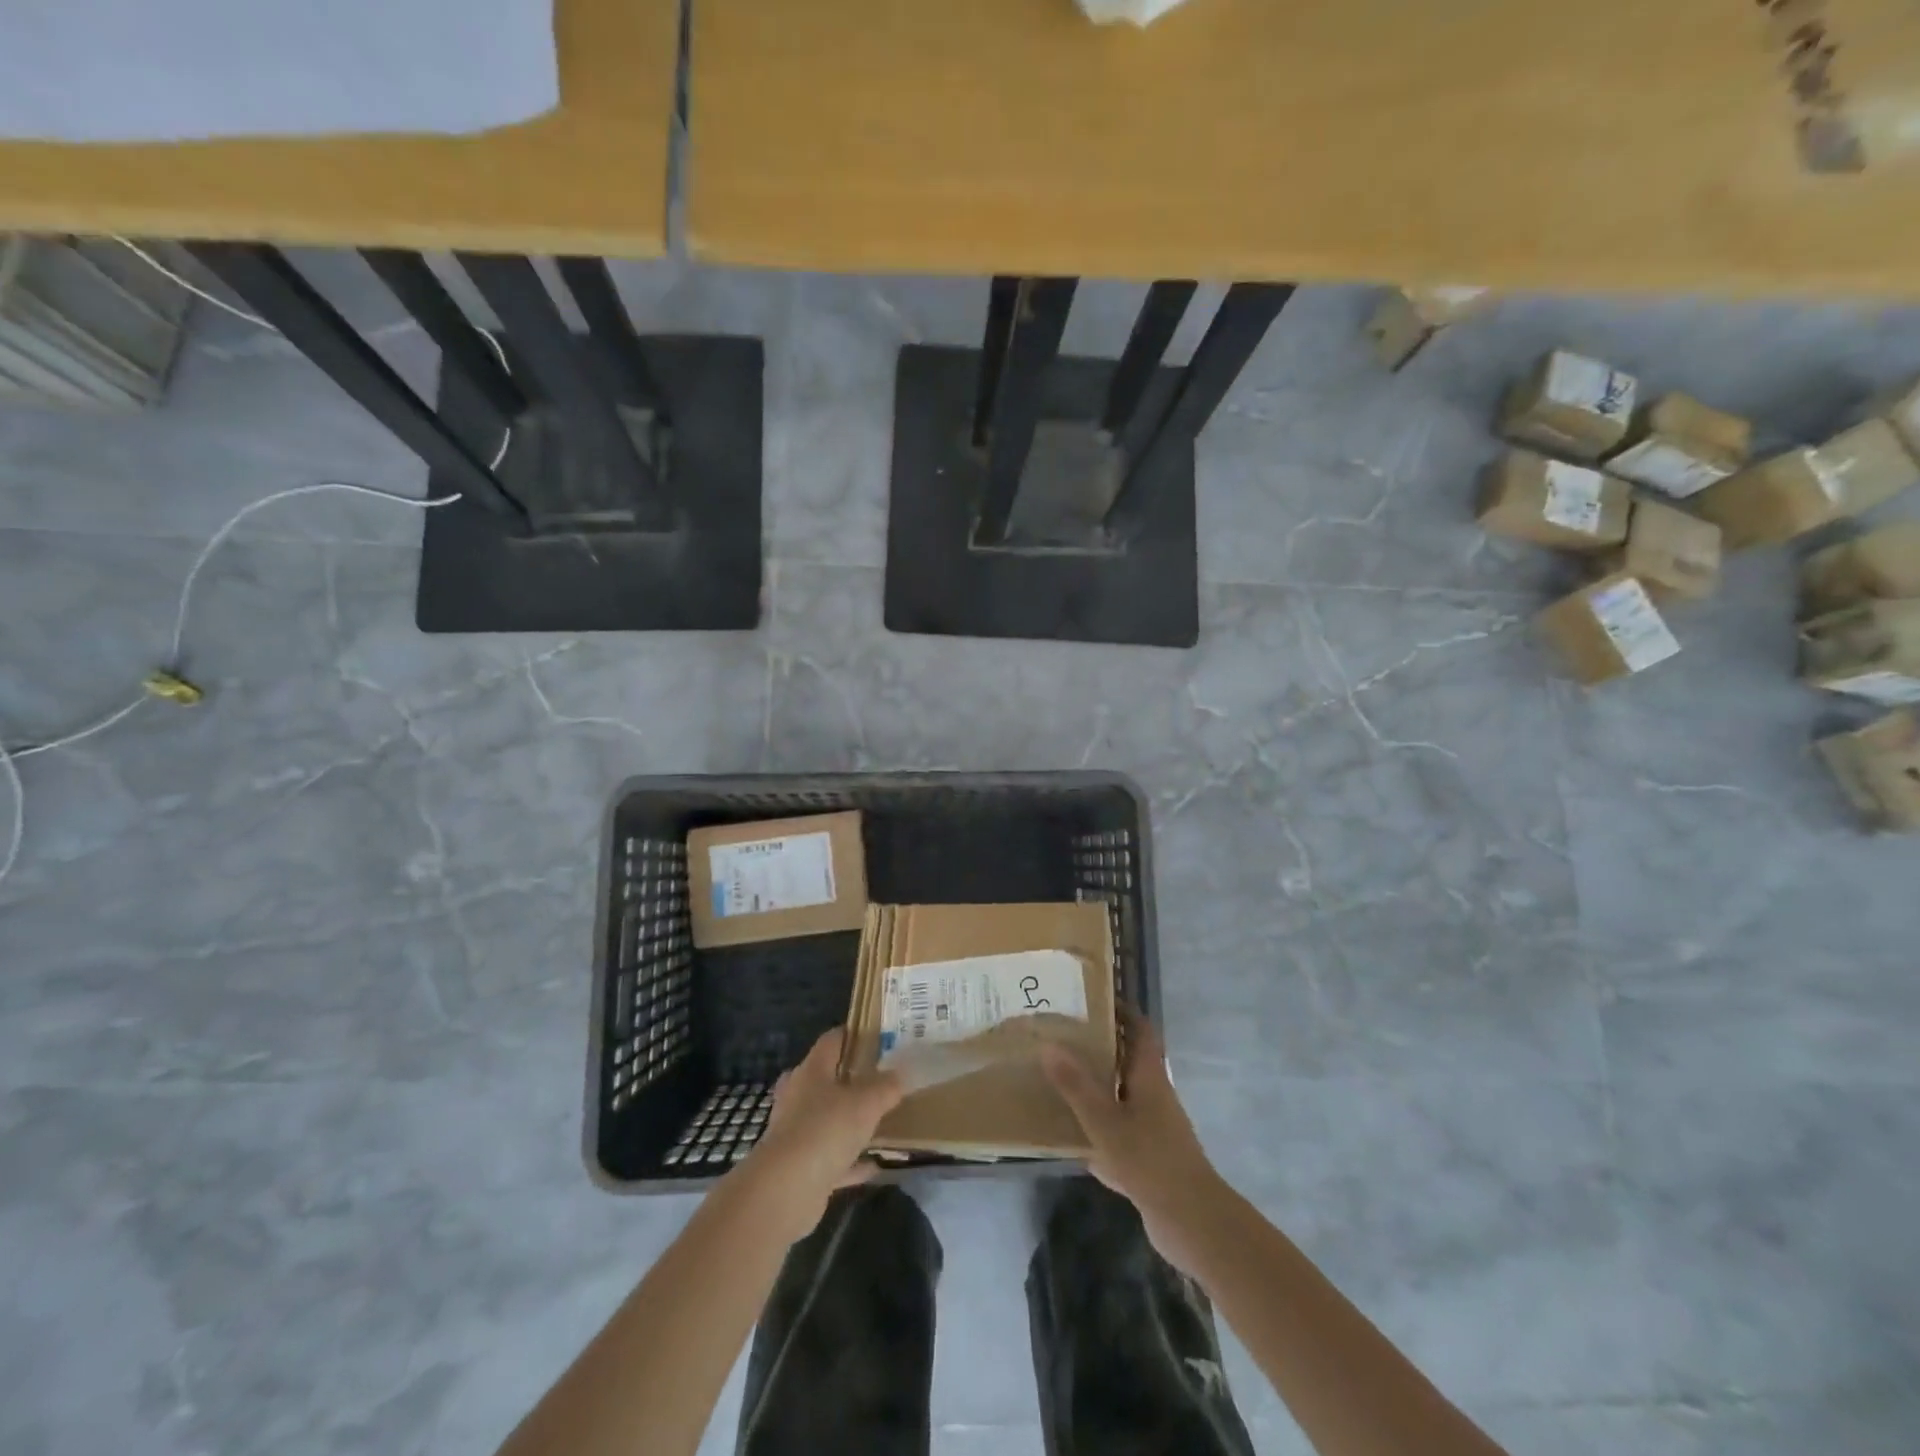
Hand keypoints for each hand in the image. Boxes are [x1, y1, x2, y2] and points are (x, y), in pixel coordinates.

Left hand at [739, 1028, 903, 1243]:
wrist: (785, 1191)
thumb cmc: (825, 1130)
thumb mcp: (867, 1102)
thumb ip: (886, 1086)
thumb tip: (900, 1074)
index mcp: (811, 1070)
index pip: (832, 1040)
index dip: (854, 1034)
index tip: (879, 1037)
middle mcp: (799, 1096)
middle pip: (827, 1079)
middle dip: (852, 1079)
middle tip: (882, 1079)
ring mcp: (796, 1133)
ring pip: (828, 1119)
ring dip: (850, 1121)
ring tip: (882, 1120)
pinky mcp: (799, 1167)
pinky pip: (831, 1158)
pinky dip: (851, 1160)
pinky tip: (875, 1164)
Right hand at [1042, 1008, 1223, 1272]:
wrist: (1193, 1222)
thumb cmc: (1150, 1160)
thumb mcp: (1105, 1121)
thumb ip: (1076, 1086)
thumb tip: (1048, 1045)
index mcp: (1149, 1076)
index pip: (1140, 1029)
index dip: (1121, 1011)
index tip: (1091, 1000)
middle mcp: (1154, 1095)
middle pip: (1128, 1060)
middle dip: (1099, 1047)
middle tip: (1062, 1037)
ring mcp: (1153, 1128)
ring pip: (1121, 1097)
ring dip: (1096, 1087)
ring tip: (1058, 1079)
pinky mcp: (1148, 1158)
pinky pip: (1118, 1132)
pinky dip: (1097, 1129)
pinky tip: (1070, 1137)